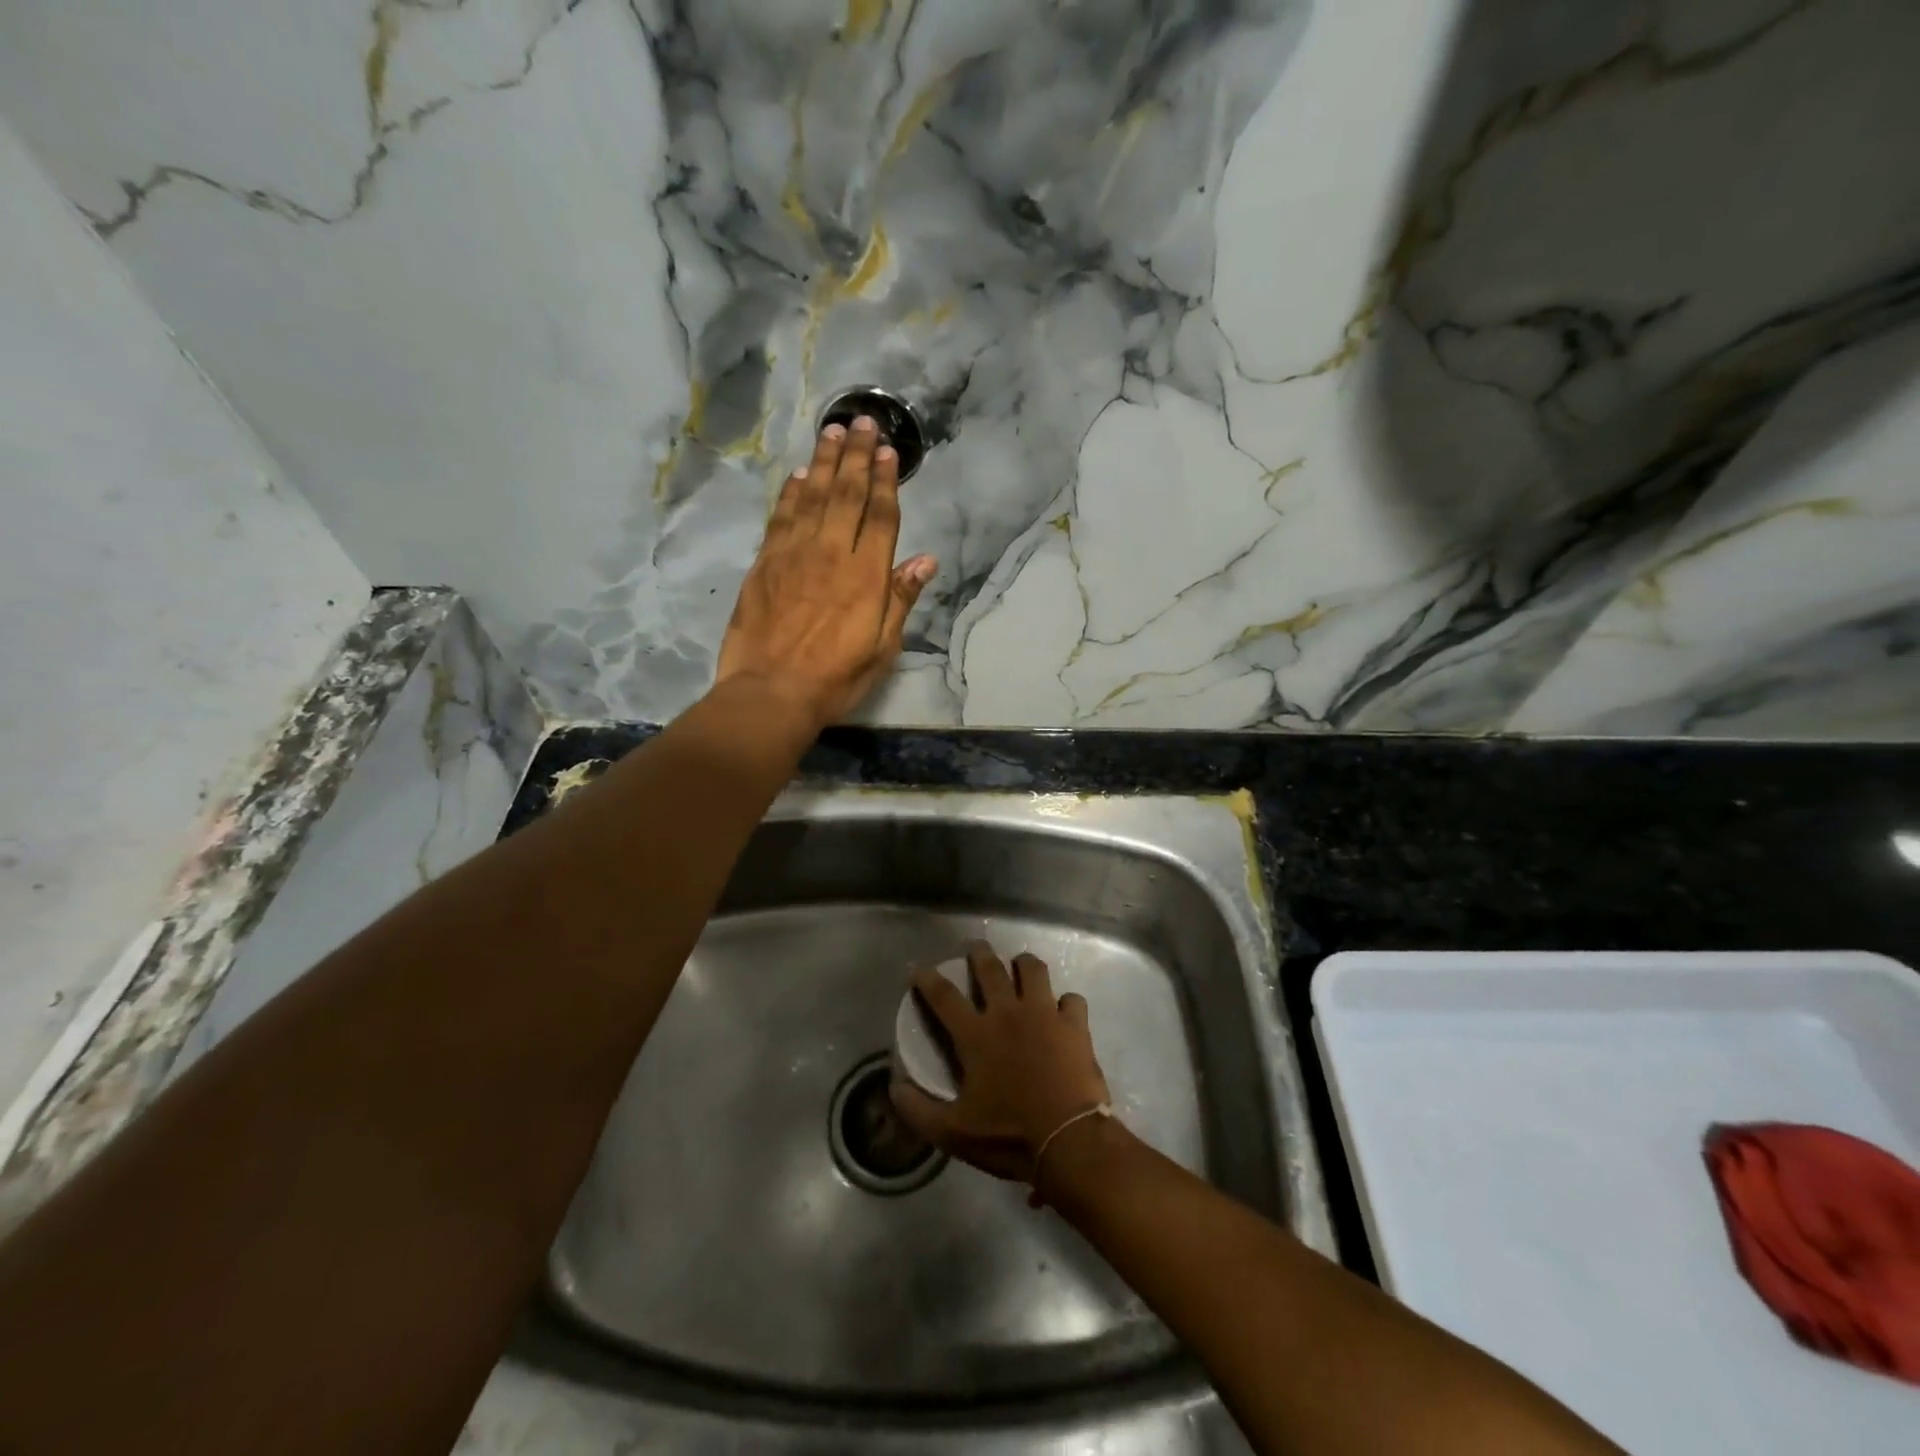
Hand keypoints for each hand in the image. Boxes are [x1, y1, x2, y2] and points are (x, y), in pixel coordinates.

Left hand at [715, 416, 936, 731]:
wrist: (771, 692)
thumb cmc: (835, 678)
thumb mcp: (882, 648)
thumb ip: (900, 599)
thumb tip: (926, 560)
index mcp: (866, 576)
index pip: (880, 517)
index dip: (886, 481)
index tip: (888, 451)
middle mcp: (831, 553)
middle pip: (847, 495)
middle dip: (857, 456)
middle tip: (862, 422)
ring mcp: (794, 554)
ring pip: (813, 496)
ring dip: (825, 461)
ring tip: (833, 432)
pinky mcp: (765, 563)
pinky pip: (781, 517)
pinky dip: (791, 492)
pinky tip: (799, 475)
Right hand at [891, 944, 1112, 1198]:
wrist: (1068, 1140)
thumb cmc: (1008, 1135)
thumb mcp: (953, 1133)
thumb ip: (919, 1111)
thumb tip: (894, 1089)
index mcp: (976, 1035)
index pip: (944, 997)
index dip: (928, 979)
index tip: (919, 968)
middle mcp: (1008, 1013)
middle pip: (990, 969)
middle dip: (979, 953)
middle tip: (975, 947)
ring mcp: (1045, 1014)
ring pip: (1033, 971)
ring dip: (1024, 964)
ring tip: (1020, 965)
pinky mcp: (1075, 1025)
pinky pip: (1071, 999)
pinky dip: (1065, 1002)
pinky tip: (1062, 1009)